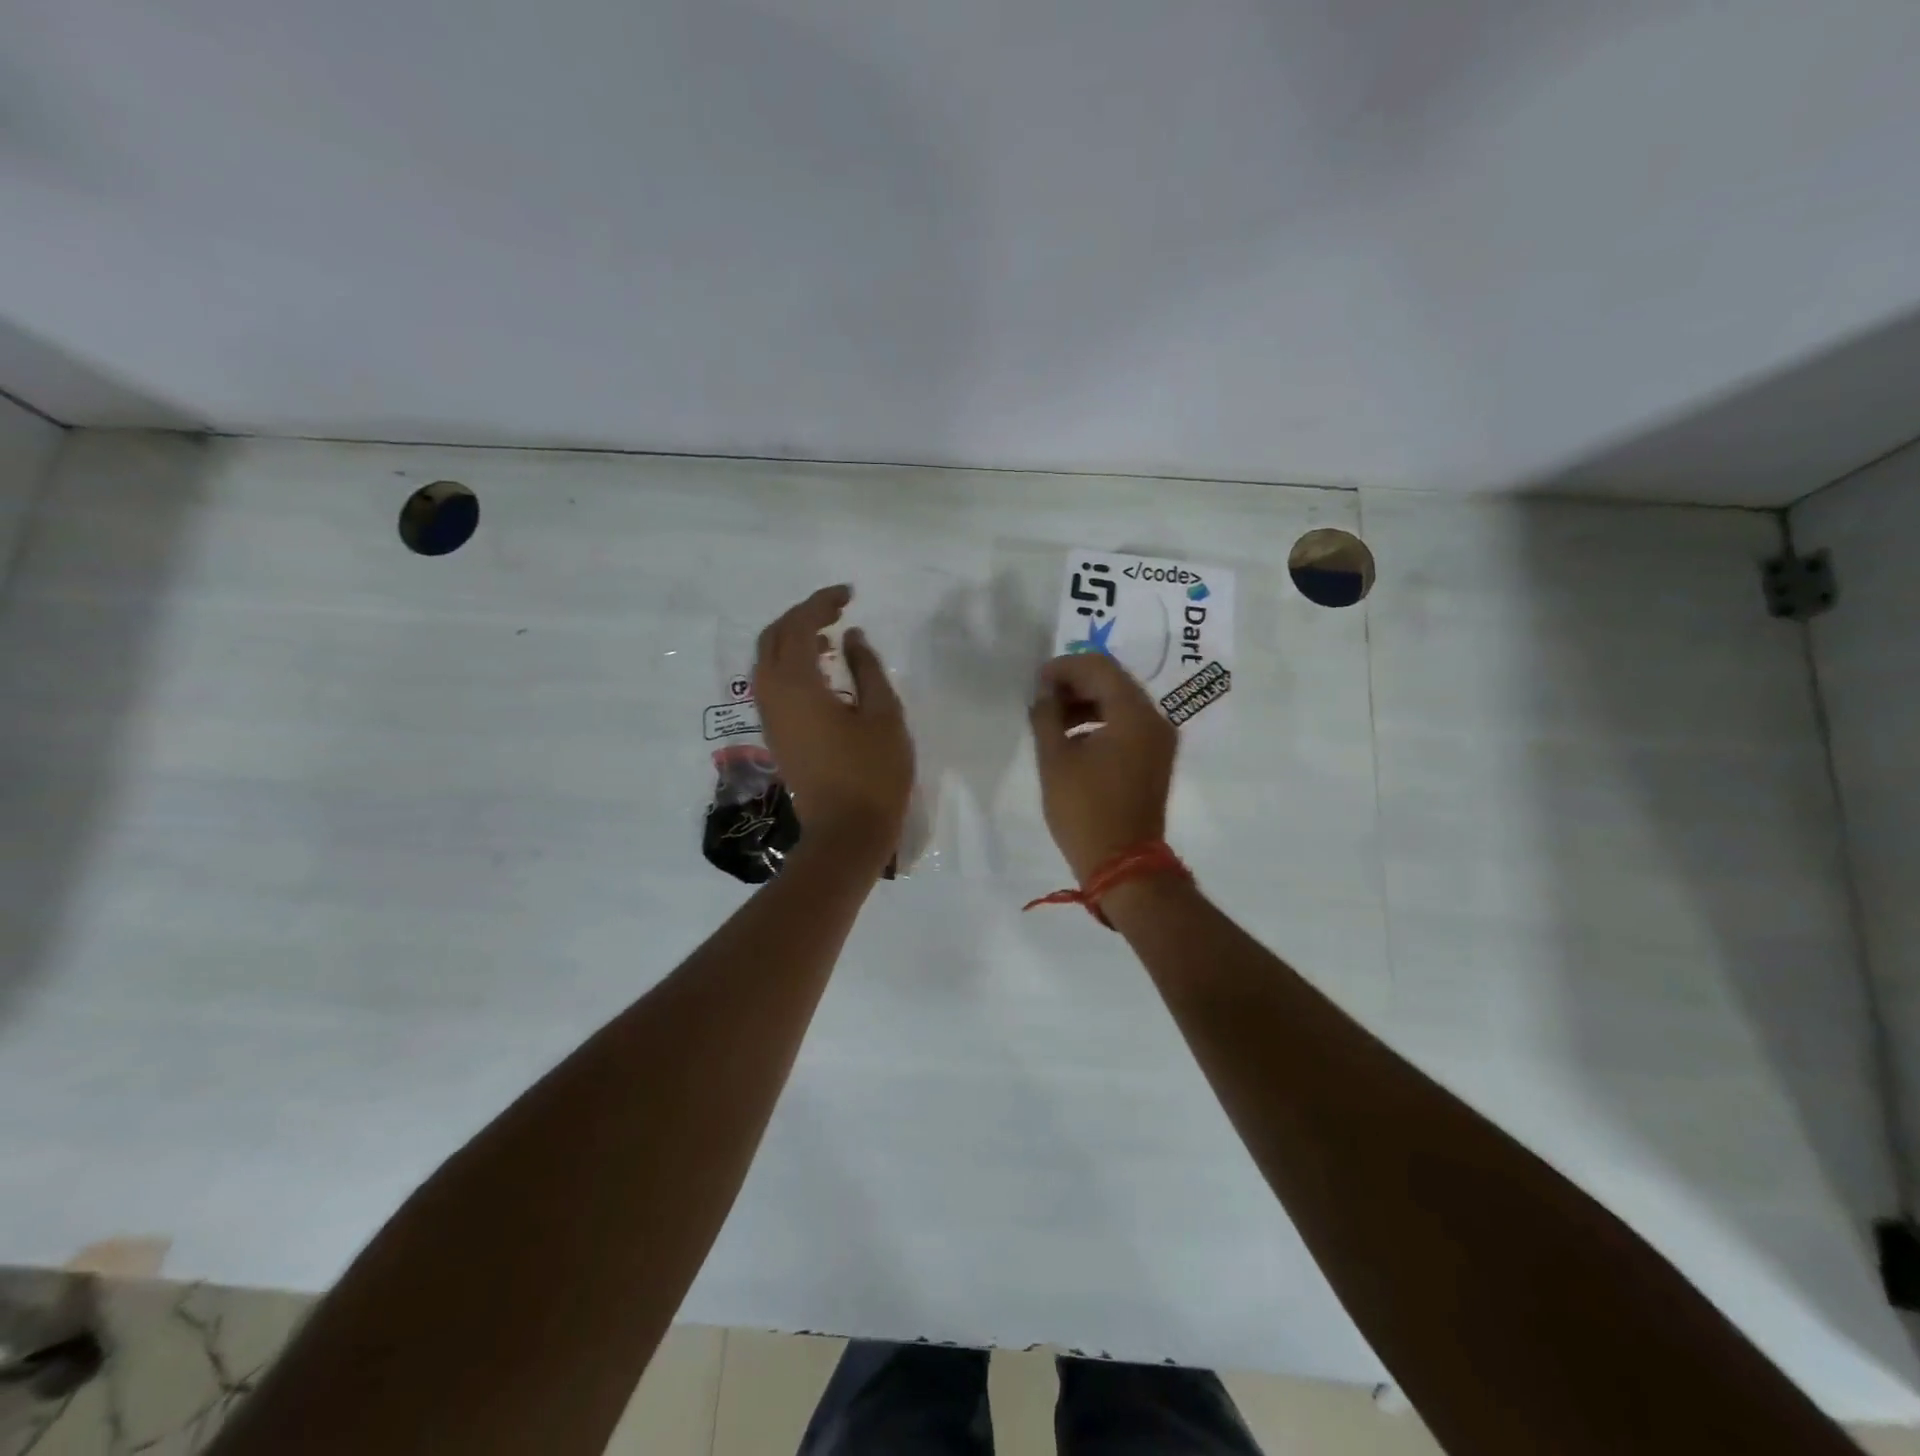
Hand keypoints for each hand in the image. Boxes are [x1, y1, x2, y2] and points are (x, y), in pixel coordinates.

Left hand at [753, 585, 913, 866]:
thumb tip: (851, 637)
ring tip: (830, 635)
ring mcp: (770, 717)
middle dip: (802, 615)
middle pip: (774, 637)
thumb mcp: (883, 714)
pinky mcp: (776, 734)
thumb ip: (867, 668)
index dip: (822, 603)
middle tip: (837, 609)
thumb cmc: (873, 773)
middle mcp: (773, 694)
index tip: (850, 595)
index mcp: (798, 684)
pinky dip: (791, 664)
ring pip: (768, 660)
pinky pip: (772, 683)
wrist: (846, 832)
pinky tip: (821, 670)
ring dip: (793, 639)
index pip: (800, 625)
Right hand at [1028, 653, 1177, 883]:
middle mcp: (1155, 719)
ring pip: (1120, 703)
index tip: (1036, 682)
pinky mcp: (1155, 759)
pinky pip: (1127, 725)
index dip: (1064, 667)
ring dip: (1086, 703)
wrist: (1123, 865)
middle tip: (1041, 699)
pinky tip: (1073, 739)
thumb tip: (1044, 692)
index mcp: (1134, 714)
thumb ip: (1046, 715)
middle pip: (1113, 681)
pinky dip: (1100, 722)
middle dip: (1075, 684)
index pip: (1099, 667)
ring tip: (1052, 720)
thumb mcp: (1055, 760)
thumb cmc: (1085, 811)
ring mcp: (1159, 740)